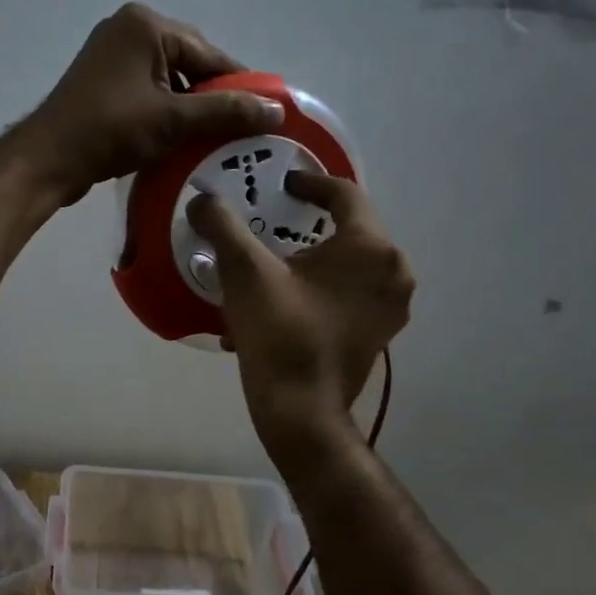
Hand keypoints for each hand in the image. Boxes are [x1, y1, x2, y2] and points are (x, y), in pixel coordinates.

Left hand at [18, 3, 286, 205]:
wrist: (49, 158)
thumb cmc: (111, 130)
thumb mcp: (174, 121)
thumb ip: (226, 111)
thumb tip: (277, 111)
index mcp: (147, 24)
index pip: (210, 54)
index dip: (240, 85)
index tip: (266, 114)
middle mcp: (129, 28)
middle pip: (191, 62)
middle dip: (213, 96)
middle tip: (237, 131)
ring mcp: (112, 53)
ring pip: (170, 78)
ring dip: (190, 106)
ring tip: (211, 138)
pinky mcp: (103, 79)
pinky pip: (148, 88)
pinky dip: (166, 109)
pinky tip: (179, 136)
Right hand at [188, 171, 413, 443]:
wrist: (301, 411)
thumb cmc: (280, 333)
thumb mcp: (244, 271)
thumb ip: (222, 225)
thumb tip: (202, 199)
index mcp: (371, 248)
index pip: (345, 195)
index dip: (311, 183)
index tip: (284, 184)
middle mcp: (394, 272)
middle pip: (351, 229)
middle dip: (310, 223)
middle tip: (276, 220)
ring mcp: (390, 307)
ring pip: (349, 265)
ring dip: (314, 258)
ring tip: (275, 262)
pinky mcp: (379, 333)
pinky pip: (349, 294)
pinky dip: (320, 288)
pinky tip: (283, 301)